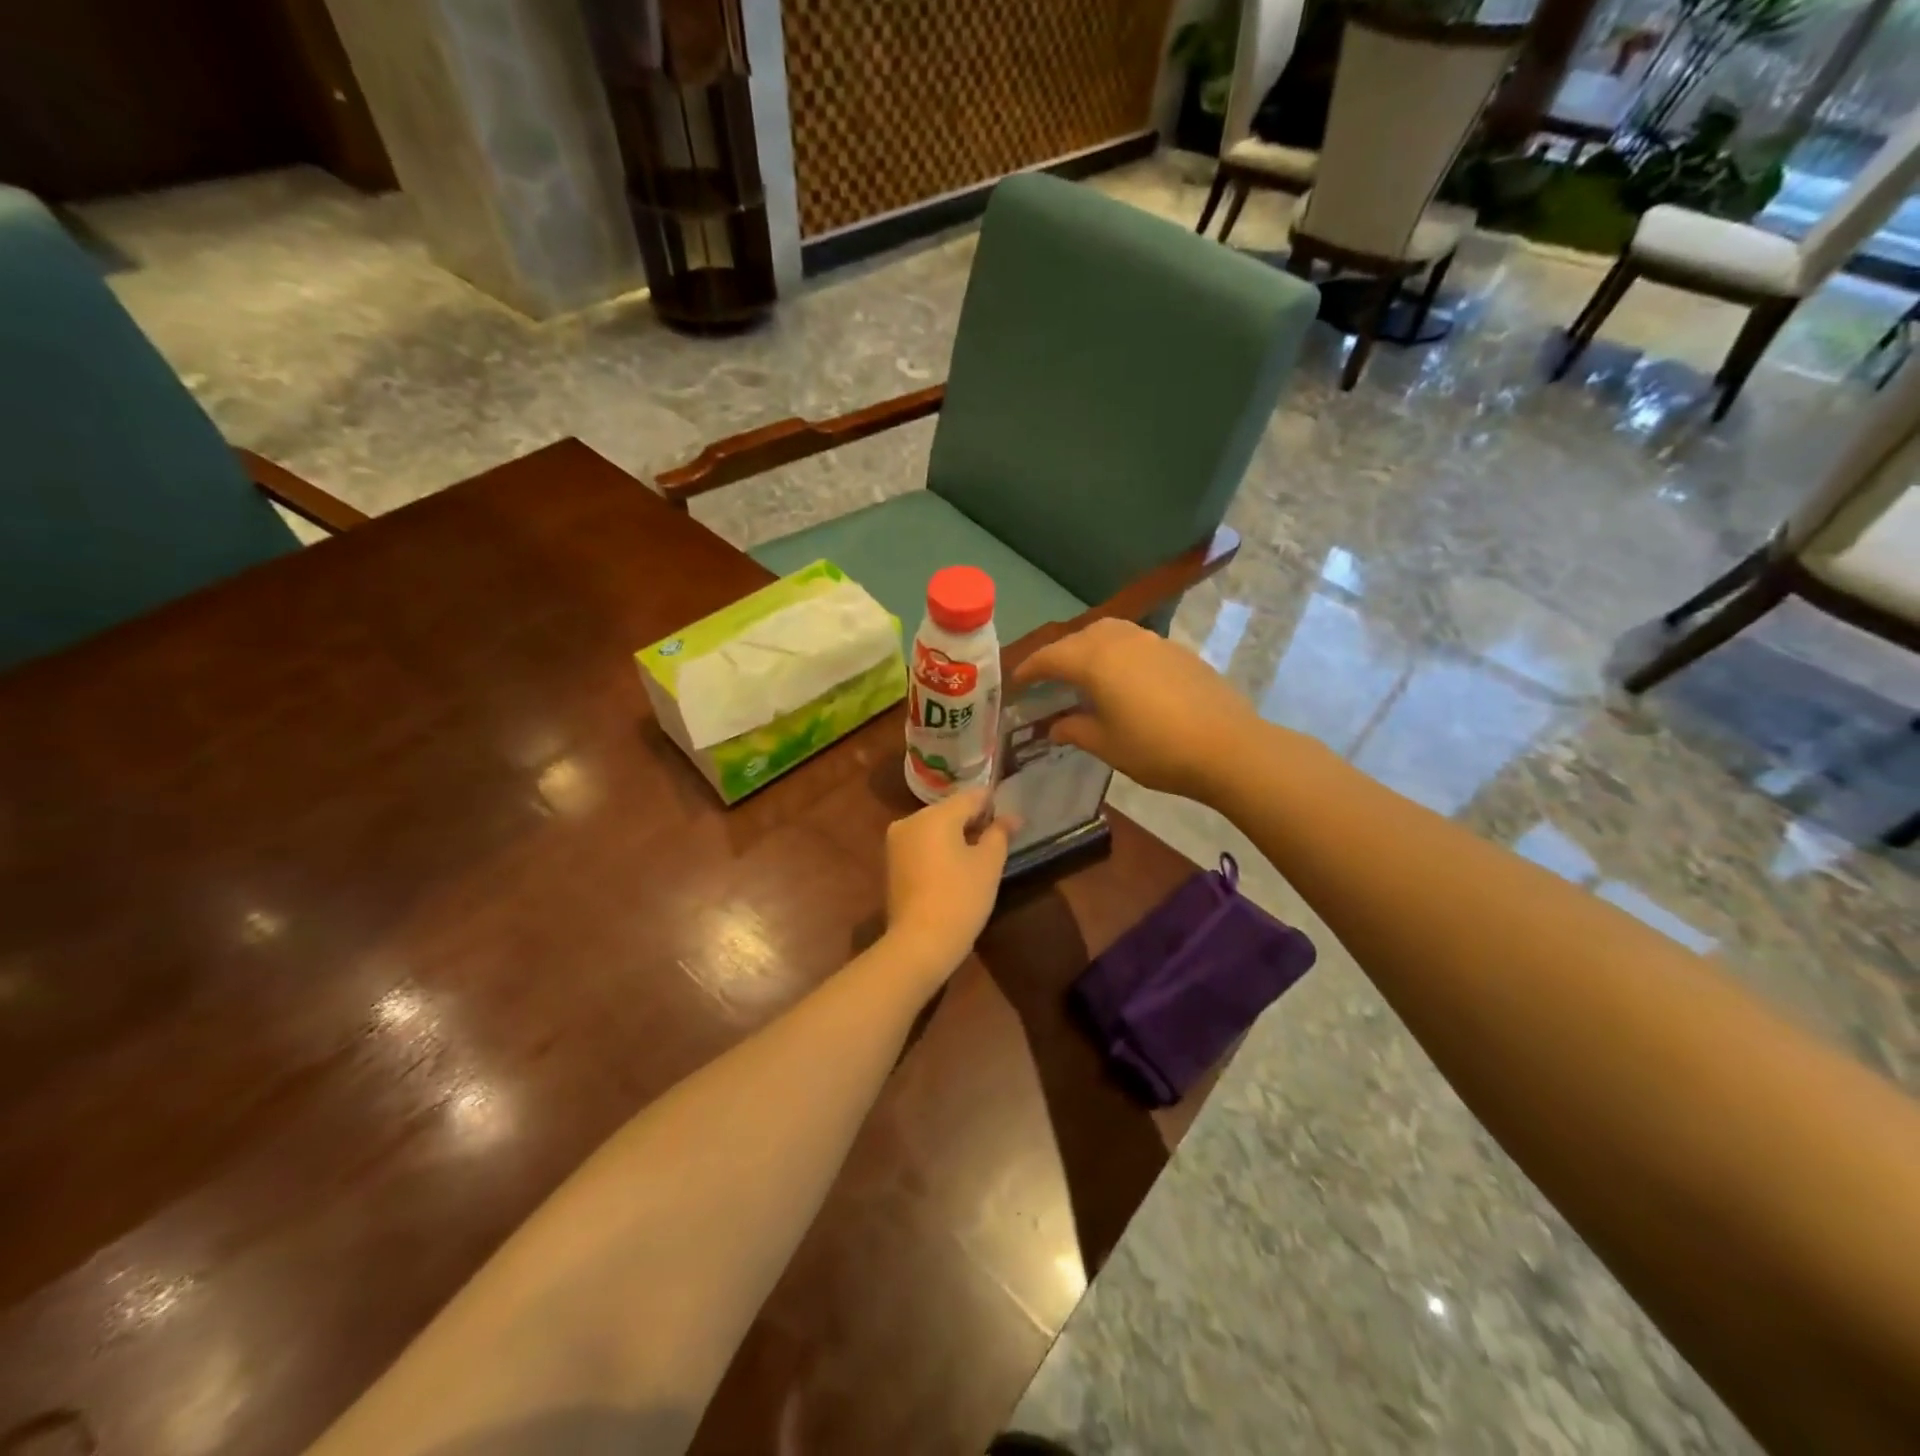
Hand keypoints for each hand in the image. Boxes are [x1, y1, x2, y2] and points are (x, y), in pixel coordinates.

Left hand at [884, 788, 1014, 969]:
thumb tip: (1013, 817)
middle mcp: (911, 820)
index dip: (993, 804)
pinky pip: (922, 844)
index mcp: (936, 815)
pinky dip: (939, 848)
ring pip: (934, 827)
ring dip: (956, 835)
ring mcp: (897, 841)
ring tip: (978, 856)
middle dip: (973, 820)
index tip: (1010, 819)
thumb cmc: (960, 898)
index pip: (971, 796)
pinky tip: (955, 867)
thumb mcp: (989, 864)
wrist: (920, 942)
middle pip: (950, 810)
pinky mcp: (892, 861)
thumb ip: (1000, 833)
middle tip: (997, 840)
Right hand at [1011, 618, 1257, 802]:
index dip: (1030, 669)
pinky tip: (1123, 680)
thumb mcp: (1107, 745)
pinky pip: (1134, 642)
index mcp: (1095, 660)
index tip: (1015, 682)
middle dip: (1059, 655)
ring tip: (1084, 673)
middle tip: (1048, 679)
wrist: (1227, 747)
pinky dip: (1117, 653)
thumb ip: (1075, 730)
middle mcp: (1121, 640)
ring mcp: (1153, 642)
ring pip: (1109, 633)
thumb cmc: (1156, 749)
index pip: (1051, 657)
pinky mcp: (1177, 651)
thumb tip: (1055, 726)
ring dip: (1089, 648)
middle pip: (1079, 638)